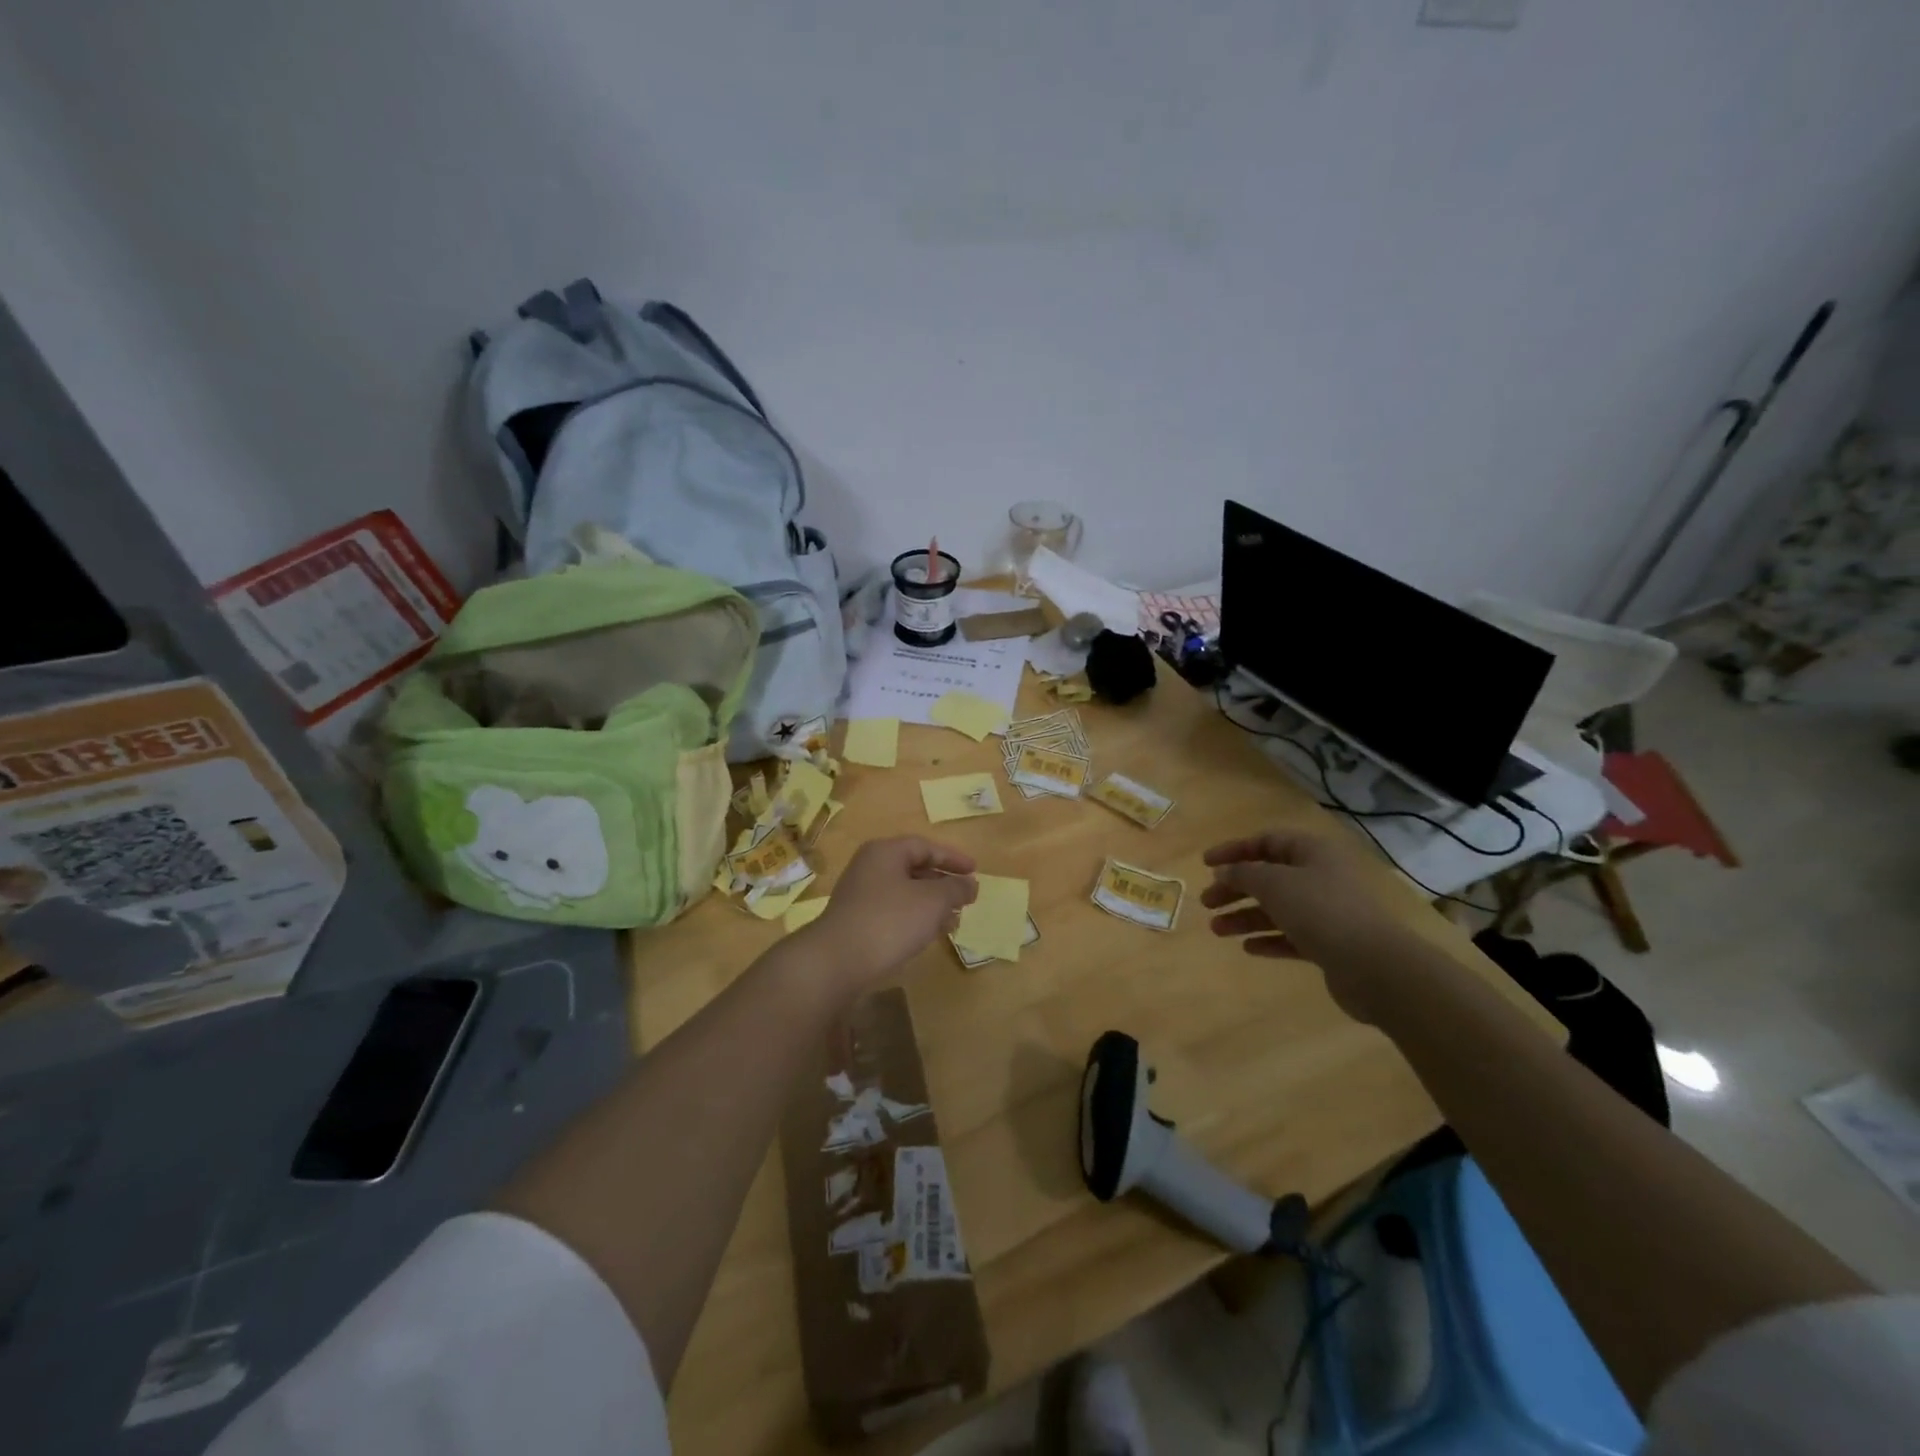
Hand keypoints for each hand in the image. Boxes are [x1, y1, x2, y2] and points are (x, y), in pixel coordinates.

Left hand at [798, 837, 977, 996]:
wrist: (837, 962)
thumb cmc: (890, 921)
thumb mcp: (933, 901)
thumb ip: (955, 888)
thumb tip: (970, 883)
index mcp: (885, 852)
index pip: (925, 846)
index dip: (953, 858)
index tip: (975, 871)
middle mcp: (869, 867)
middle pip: (913, 868)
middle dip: (942, 883)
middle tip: (965, 898)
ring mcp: (860, 895)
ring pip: (904, 892)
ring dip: (930, 904)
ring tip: (953, 920)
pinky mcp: (856, 921)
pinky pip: (893, 911)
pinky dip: (914, 918)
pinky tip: (927, 935)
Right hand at [1200, 828, 1417, 1022]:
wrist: (1374, 967)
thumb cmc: (1321, 911)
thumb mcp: (1274, 884)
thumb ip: (1243, 874)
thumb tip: (1224, 871)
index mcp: (1313, 852)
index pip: (1267, 841)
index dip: (1234, 850)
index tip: (1205, 864)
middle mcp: (1321, 877)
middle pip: (1269, 876)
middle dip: (1235, 888)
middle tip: (1206, 902)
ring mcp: (1327, 912)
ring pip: (1277, 908)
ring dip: (1245, 916)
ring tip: (1217, 930)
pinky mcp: (1330, 943)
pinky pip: (1291, 936)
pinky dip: (1268, 939)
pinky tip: (1248, 948)